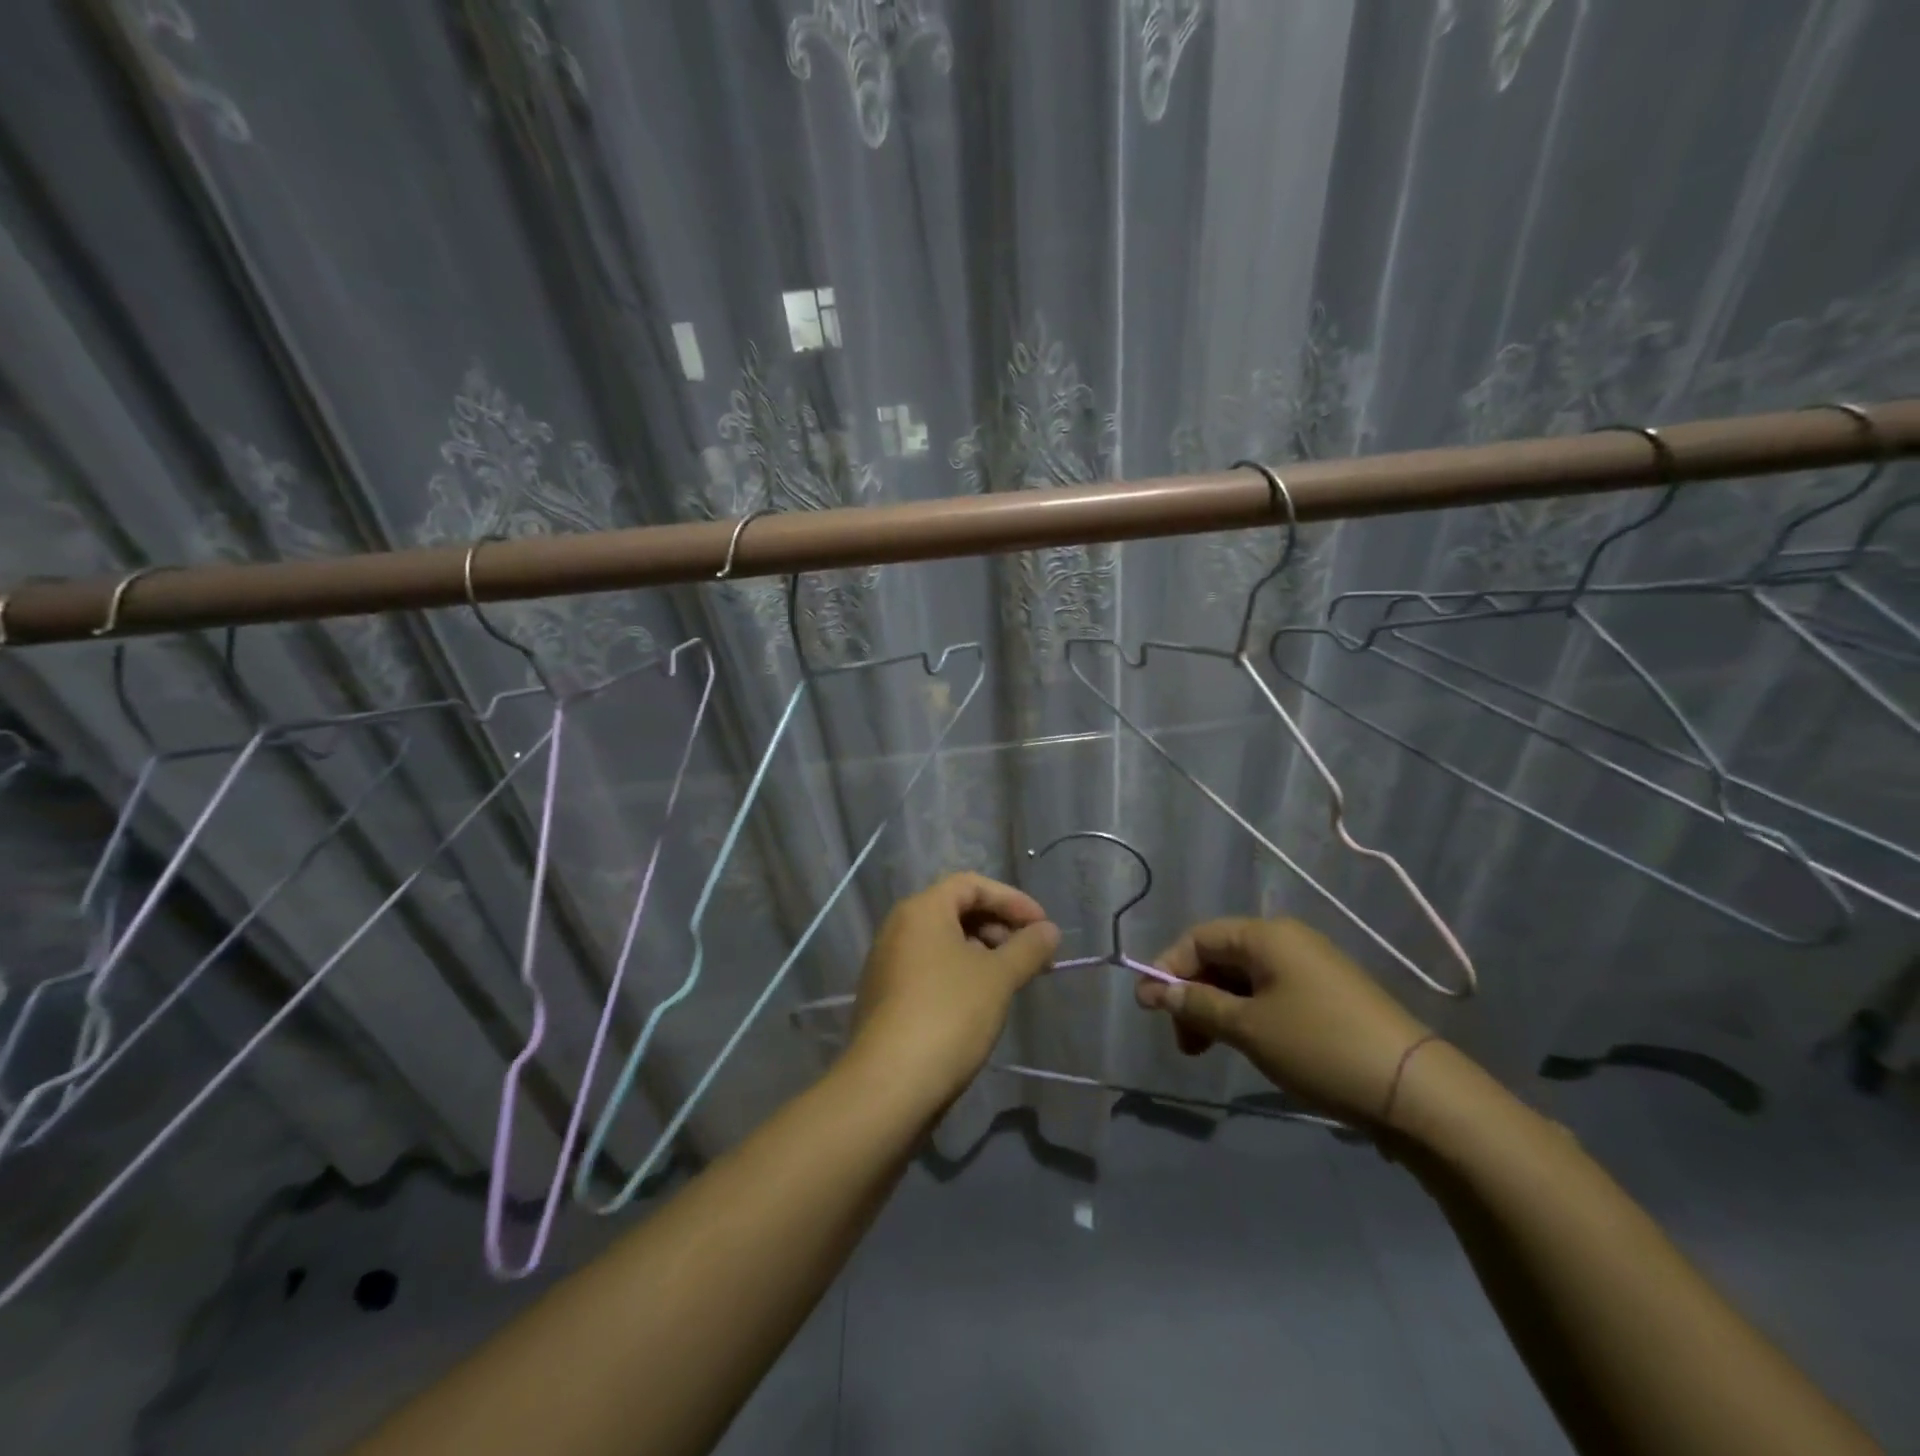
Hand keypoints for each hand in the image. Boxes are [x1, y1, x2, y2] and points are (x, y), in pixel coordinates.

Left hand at [849, 873, 1060, 1107]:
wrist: (889, 1085)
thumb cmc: (948, 1015)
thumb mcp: (998, 978)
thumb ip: (1028, 948)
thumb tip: (1049, 931)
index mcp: (921, 910)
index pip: (971, 885)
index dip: (1012, 900)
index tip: (1043, 927)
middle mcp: (898, 927)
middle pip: (956, 910)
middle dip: (999, 927)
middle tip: (1031, 955)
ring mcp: (887, 963)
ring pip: (943, 942)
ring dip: (982, 952)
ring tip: (1011, 980)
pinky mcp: (886, 997)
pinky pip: (929, 968)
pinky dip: (960, 973)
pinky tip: (981, 1003)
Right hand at [1137, 917, 1431, 1126]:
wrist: (1414, 1090)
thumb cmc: (1319, 1046)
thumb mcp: (1247, 1027)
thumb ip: (1196, 1005)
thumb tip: (1155, 990)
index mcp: (1266, 936)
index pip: (1198, 938)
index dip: (1167, 968)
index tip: (1147, 1007)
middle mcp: (1287, 941)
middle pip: (1220, 957)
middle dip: (1192, 995)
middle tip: (1181, 1040)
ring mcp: (1310, 969)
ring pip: (1244, 980)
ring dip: (1216, 1010)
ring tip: (1206, 1051)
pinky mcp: (1327, 997)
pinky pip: (1270, 995)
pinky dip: (1245, 1016)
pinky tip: (1244, 1046)